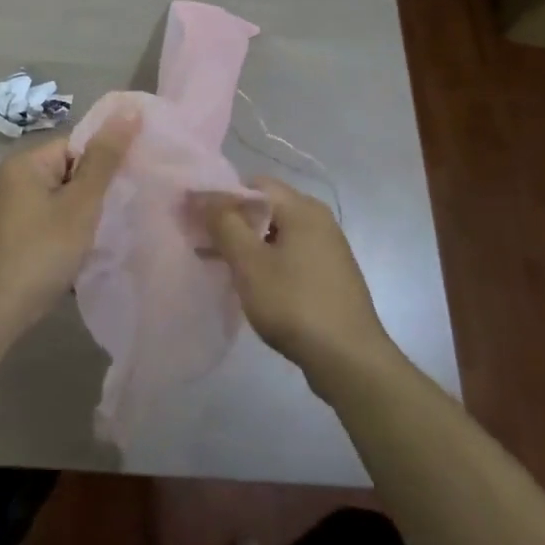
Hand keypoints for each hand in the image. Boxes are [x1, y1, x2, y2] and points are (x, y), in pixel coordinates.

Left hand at [0, 114, 138, 332]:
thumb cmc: (42, 251)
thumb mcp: (81, 204)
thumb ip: (105, 158)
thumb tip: (129, 110)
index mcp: (24, 162)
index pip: (76, 145)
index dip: (104, 164)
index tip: (127, 186)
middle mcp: (10, 178)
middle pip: (67, 171)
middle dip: (94, 191)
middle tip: (119, 211)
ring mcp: (7, 208)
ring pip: (59, 198)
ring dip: (81, 214)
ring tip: (102, 233)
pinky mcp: (9, 234)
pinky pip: (47, 219)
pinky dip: (64, 230)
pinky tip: (79, 251)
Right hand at [198, 179, 394, 383]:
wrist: (349, 360)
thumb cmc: (294, 304)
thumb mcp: (250, 263)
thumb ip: (223, 223)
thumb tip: (201, 195)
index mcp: (302, 208)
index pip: (253, 184)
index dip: (220, 196)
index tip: (195, 217)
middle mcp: (319, 220)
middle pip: (266, 207)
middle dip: (232, 221)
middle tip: (202, 241)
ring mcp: (328, 249)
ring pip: (276, 233)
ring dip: (247, 244)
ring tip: (218, 264)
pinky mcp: (329, 275)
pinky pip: (290, 255)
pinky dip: (266, 261)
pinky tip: (250, 283)